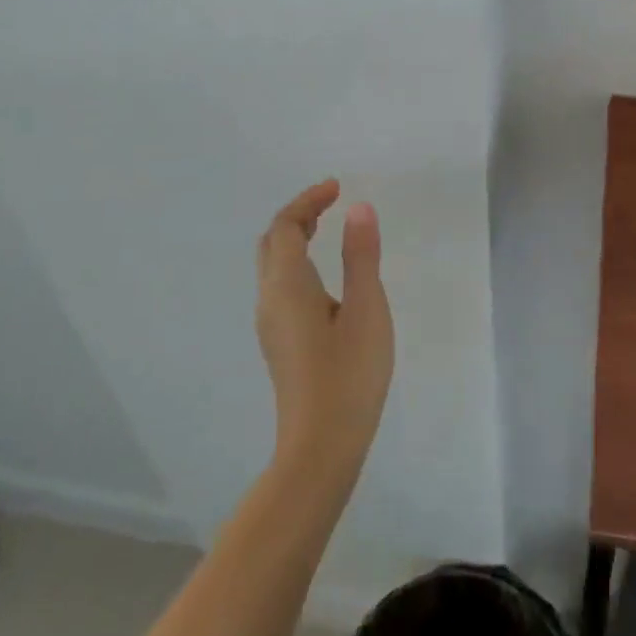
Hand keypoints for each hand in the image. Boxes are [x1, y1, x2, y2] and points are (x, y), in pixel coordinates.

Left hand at [255, 180, 393, 478]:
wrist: (320, 448)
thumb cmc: (349, 374)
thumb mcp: (366, 309)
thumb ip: (361, 256)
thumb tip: (358, 209)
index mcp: (287, 285)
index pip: (284, 226)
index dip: (308, 201)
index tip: (337, 188)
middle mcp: (269, 299)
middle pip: (271, 243)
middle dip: (297, 216)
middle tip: (329, 203)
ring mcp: (270, 324)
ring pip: (273, 266)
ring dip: (295, 238)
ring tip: (327, 228)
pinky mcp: (279, 342)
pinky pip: (280, 285)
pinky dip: (297, 262)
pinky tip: (324, 277)